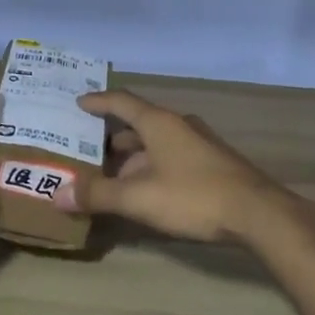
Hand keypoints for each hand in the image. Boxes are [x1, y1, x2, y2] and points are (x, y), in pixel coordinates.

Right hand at [58, 88, 286, 242]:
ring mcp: (199, 143)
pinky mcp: (212, 163)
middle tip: (88, 149)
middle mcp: (178, 125)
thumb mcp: (139, 198)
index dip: (99, 101)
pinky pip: (172, 156)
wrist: (257, 213)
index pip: (122, 101)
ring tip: (113, 174)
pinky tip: (147, 189)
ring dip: (134, 156)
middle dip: (113, 137)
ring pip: (157, 143)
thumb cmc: (193, 196)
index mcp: (159, 122)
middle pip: (139, 123)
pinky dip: (152, 166)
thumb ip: (99, 195)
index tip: (79, 102)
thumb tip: (58, 194)